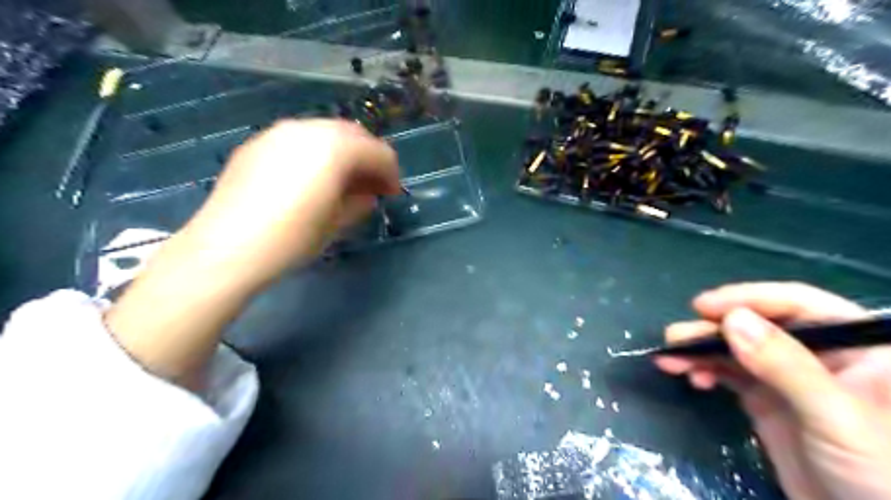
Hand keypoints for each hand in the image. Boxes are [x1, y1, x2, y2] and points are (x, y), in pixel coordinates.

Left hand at [186, 119, 397, 288]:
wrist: (227, 248)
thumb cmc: (293, 238)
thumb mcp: (338, 223)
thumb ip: (360, 201)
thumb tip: (367, 194)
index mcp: (335, 148)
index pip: (378, 152)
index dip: (391, 173)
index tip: (391, 194)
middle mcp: (309, 129)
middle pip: (353, 134)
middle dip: (368, 158)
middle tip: (371, 185)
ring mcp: (279, 132)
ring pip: (325, 132)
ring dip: (343, 153)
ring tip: (342, 181)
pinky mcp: (257, 143)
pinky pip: (299, 139)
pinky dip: (316, 153)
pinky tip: (310, 178)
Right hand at [653, 281, 889, 499]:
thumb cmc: (880, 474)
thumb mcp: (836, 416)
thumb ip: (786, 365)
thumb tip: (732, 319)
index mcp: (857, 346)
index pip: (797, 305)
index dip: (748, 299)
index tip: (703, 307)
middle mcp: (818, 353)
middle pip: (757, 325)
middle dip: (713, 330)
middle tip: (676, 338)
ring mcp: (788, 376)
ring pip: (736, 348)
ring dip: (700, 350)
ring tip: (669, 358)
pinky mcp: (765, 398)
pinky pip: (728, 372)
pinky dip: (704, 370)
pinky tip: (690, 377)